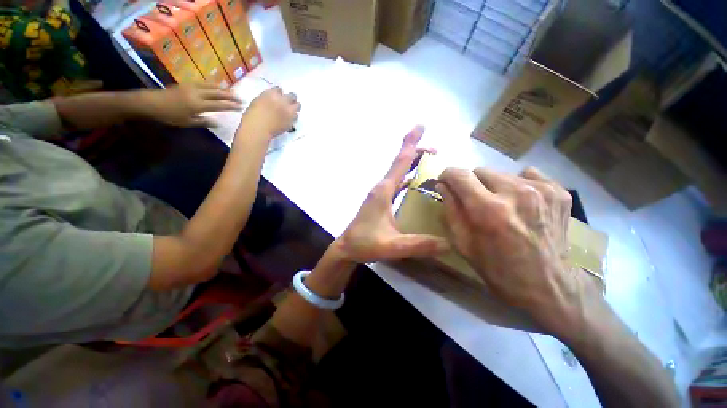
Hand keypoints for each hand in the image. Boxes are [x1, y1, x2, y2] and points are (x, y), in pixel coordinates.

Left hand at [142, 83, 241, 126]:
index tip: (241, 107)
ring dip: (223, 89)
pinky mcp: (188, 84)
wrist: (152, 102)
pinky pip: (204, 83)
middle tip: (241, 98)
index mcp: (198, 105)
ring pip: (212, 86)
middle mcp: (197, 94)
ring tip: (233, 92)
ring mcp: (192, 87)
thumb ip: (204, 122)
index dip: (231, 106)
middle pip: (218, 94)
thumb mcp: (187, 122)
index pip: (219, 105)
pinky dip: (213, 84)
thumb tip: (219, 122)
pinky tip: (217, 86)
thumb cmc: (170, 115)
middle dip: (230, 96)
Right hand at [238, 87, 300, 138]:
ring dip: (295, 106)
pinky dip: (294, 116)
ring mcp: (288, 111)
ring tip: (292, 110)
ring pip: (297, 105)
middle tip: (289, 101)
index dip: (279, 94)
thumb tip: (273, 100)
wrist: (258, 129)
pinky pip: (296, 116)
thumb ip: (267, 98)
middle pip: (292, 96)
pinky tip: (290, 118)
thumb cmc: (253, 116)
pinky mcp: (292, 120)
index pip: (280, 90)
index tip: (279, 96)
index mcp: (271, 94)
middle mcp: (282, 101)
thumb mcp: (258, 101)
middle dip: (291, 98)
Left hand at [335, 126, 448, 262]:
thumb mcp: (393, 246)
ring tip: (430, 163)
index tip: (420, 125)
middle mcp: (382, 188)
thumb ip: (419, 245)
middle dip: (416, 152)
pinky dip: (407, 178)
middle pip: (400, 164)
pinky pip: (397, 184)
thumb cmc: (365, 244)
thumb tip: (449, 244)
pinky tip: (416, 184)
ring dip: (412, 165)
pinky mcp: (380, 201)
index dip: (411, 143)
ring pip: (398, 173)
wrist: (346, 248)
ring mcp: (380, 194)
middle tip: (436, 151)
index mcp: (384, 191)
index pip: (400, 162)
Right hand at [437, 166, 589, 335]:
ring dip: (494, 186)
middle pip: (480, 171)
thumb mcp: (463, 243)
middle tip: (474, 201)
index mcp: (488, 210)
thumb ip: (451, 210)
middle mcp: (515, 193)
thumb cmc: (498, 269)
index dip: (448, 175)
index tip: (445, 182)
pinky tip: (520, 203)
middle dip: (471, 184)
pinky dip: (518, 185)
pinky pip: (527, 175)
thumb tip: (442, 186)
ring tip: (499, 205)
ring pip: (502, 173)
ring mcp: (541, 190)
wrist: (548, 286)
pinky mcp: (558, 192)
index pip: (460, 175)